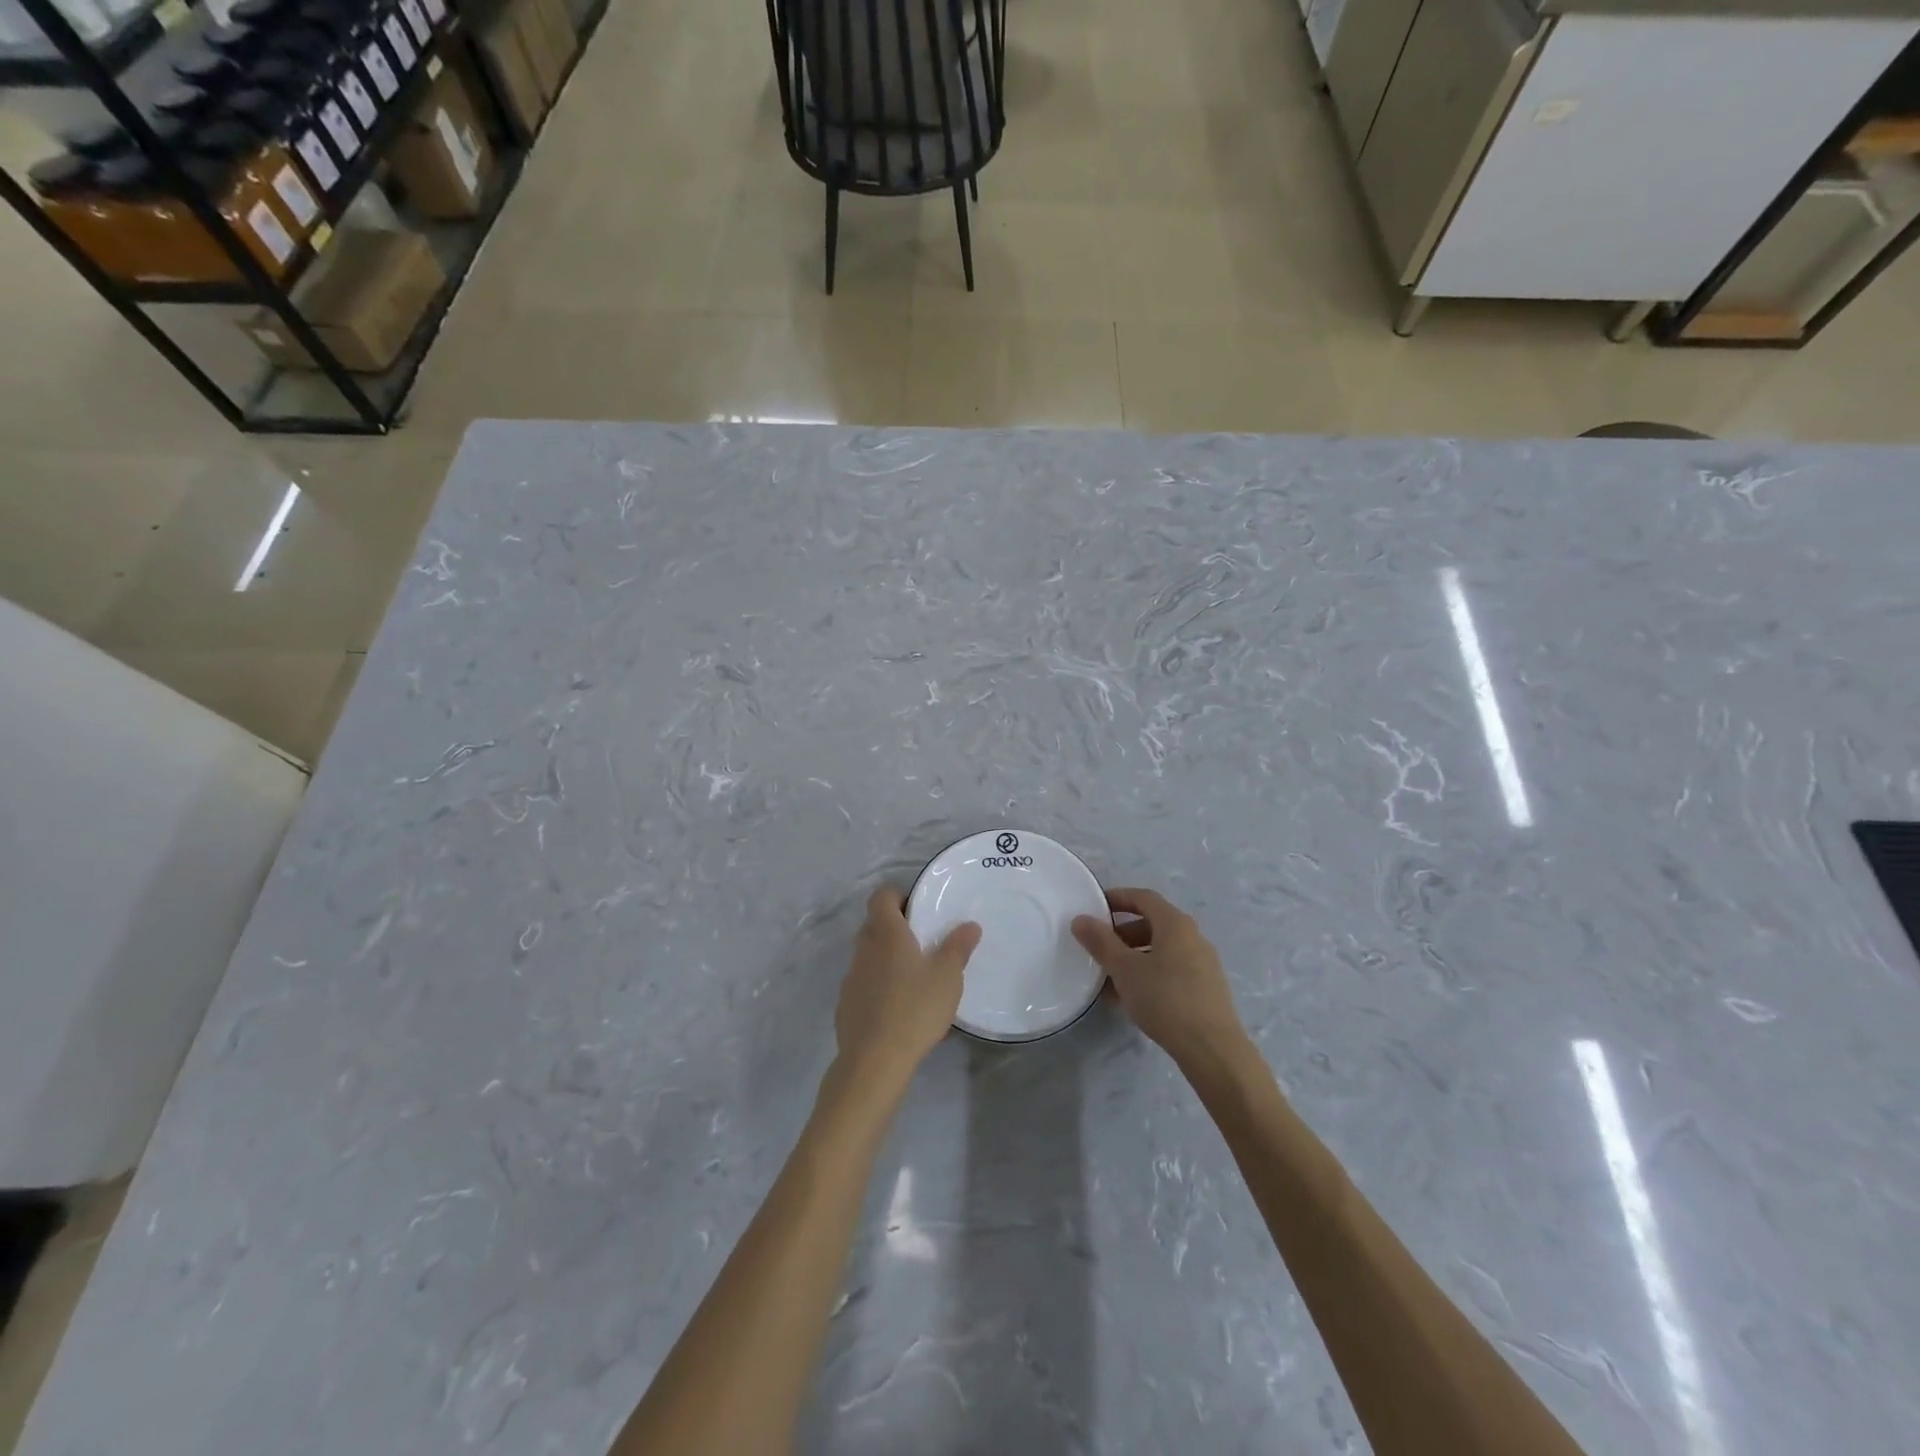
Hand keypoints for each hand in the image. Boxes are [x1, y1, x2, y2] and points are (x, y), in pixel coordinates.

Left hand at [834, 886, 980, 1091]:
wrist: (874, 1060)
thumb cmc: (915, 1009)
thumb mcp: (948, 977)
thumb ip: (958, 947)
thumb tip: (970, 925)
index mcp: (887, 934)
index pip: (881, 896)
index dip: (898, 896)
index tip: (918, 909)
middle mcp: (864, 949)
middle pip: (874, 924)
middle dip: (895, 928)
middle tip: (923, 942)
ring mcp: (851, 977)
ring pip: (868, 955)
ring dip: (886, 958)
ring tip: (914, 978)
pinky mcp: (845, 1004)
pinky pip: (863, 983)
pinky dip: (878, 986)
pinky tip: (898, 1008)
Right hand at [1073, 889, 1245, 1067]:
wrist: (1212, 1048)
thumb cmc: (1164, 998)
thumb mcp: (1124, 969)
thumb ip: (1101, 942)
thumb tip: (1081, 919)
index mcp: (1175, 924)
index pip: (1144, 897)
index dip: (1118, 898)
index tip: (1095, 907)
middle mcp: (1193, 937)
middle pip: (1153, 924)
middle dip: (1123, 933)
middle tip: (1100, 948)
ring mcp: (1204, 963)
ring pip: (1162, 950)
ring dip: (1134, 957)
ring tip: (1111, 979)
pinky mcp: (1207, 988)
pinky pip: (1172, 970)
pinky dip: (1150, 974)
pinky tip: (1133, 998)